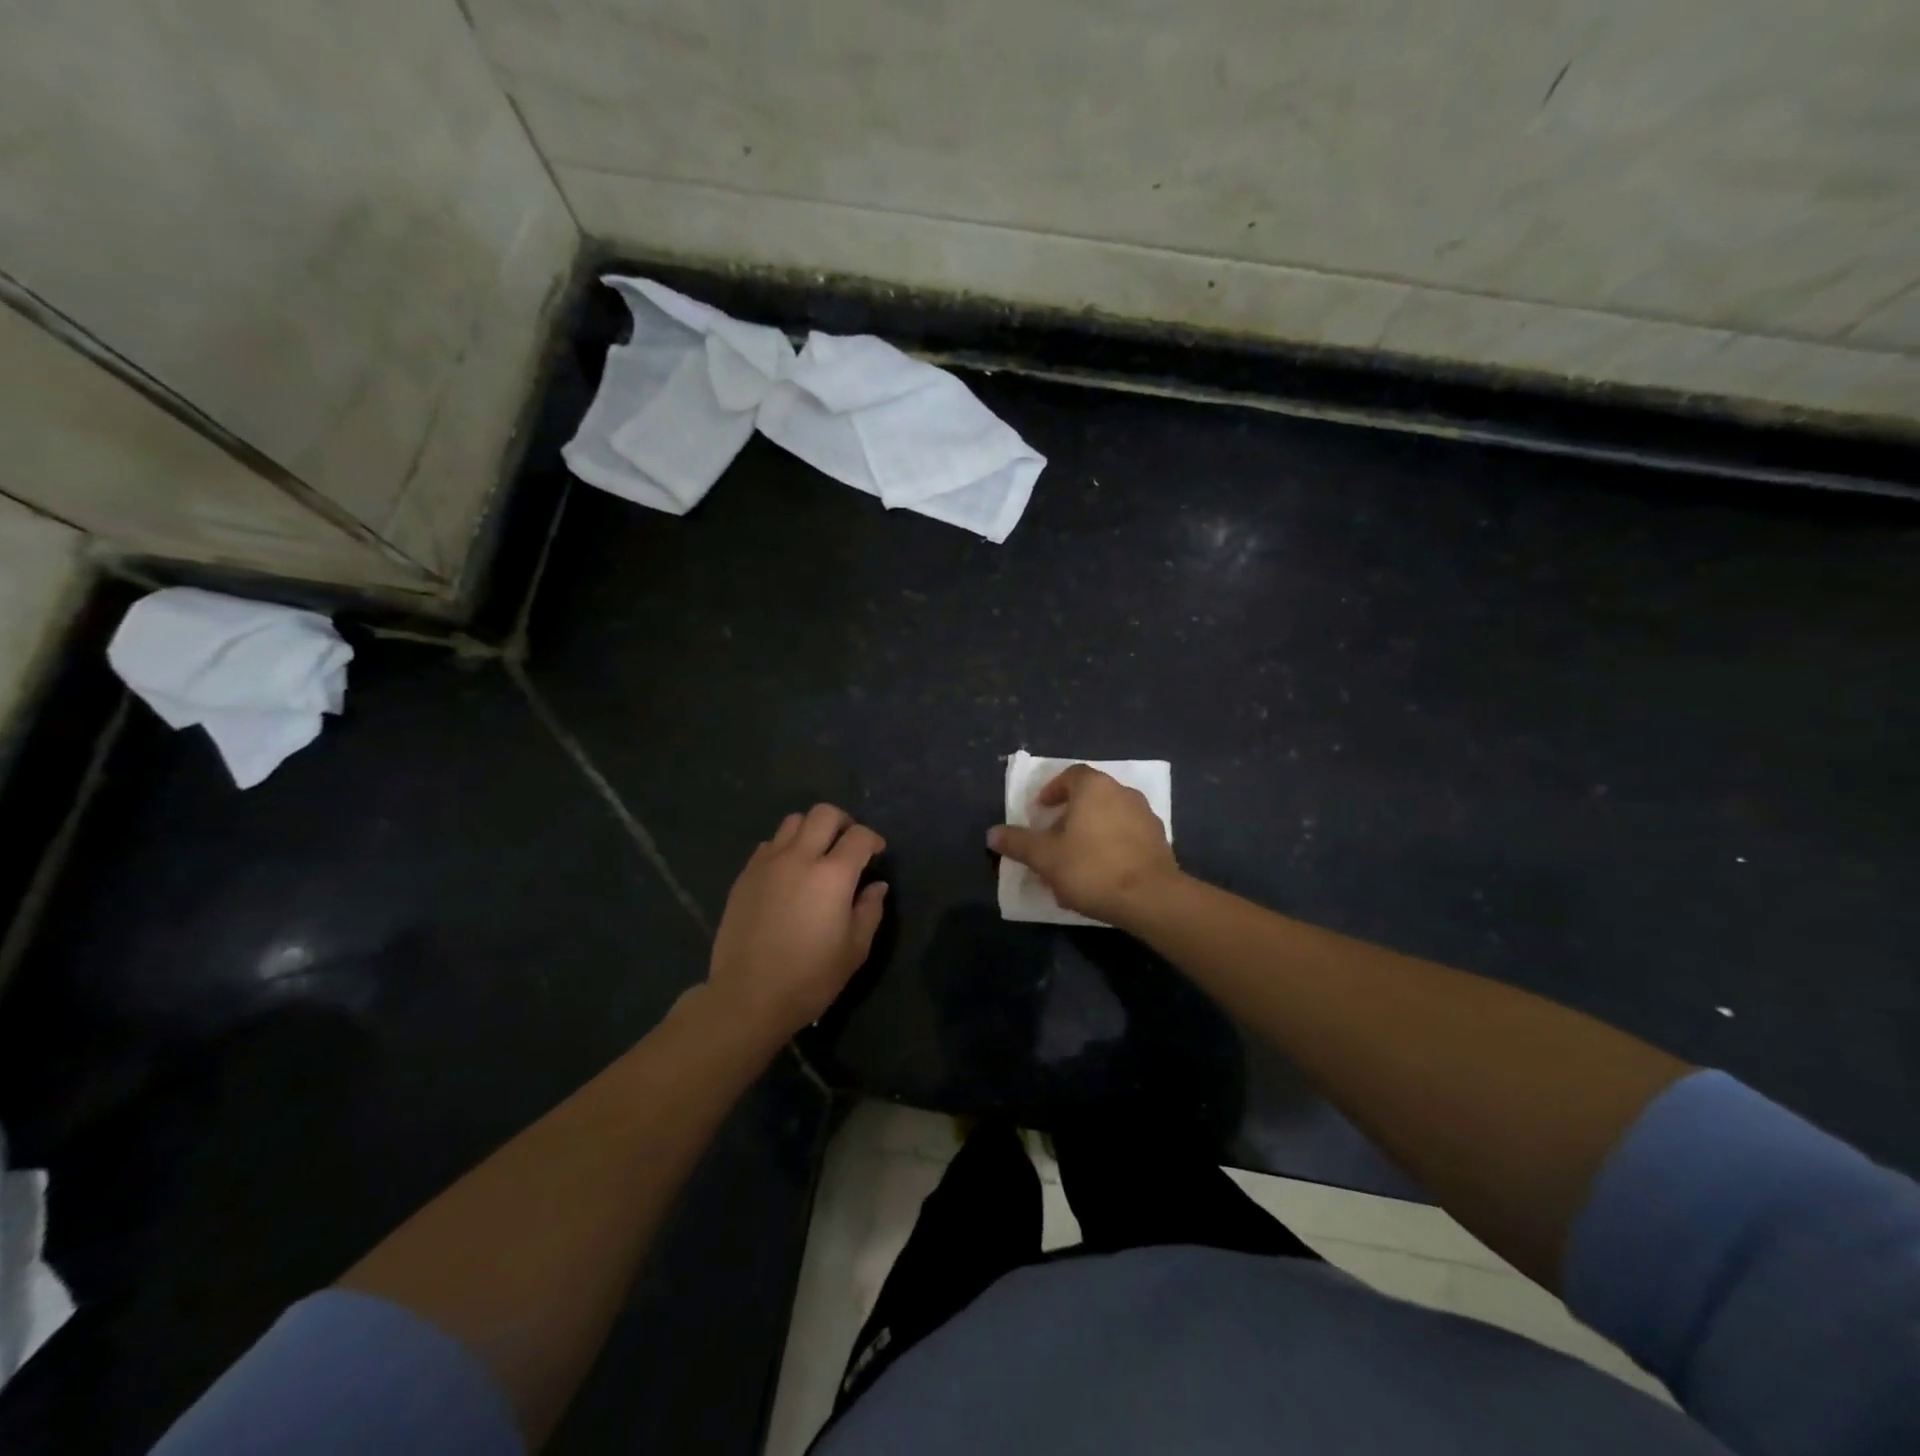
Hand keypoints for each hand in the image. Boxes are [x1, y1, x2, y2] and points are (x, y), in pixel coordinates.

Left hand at [707, 804, 887, 1040]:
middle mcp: (800, 858)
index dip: (874, 840)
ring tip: (816, 854)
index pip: (860, 836)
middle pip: (824, 814)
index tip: (877, 854)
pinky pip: (768, 845)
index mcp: (833, 875)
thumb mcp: (854, 950)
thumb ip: (869, 911)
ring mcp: (767, 863)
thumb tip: (876, 886)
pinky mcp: (745, 876)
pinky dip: (784, 848)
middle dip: (843, 822)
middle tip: (848, 845)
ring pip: (793, 822)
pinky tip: (787, 873)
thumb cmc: (809, 978)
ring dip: (811, 830)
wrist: (747, 997)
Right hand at [989, 765, 1179, 926]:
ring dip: (1090, 834)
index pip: (1070, 776)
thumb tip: (992, 833)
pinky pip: (1127, 837)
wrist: (1150, 898)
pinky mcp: (1159, 841)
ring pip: (1109, 818)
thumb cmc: (1091, 868)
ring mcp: (1145, 816)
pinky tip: (1100, 875)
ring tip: (1075, 862)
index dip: (1052, 790)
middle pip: (1090, 797)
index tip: (1040, 811)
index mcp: (1095, 787)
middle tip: (1053, 839)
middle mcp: (1123, 793)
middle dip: (1069, 816)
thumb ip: (1017, 842)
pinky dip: (1111, 848)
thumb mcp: (1044, 856)